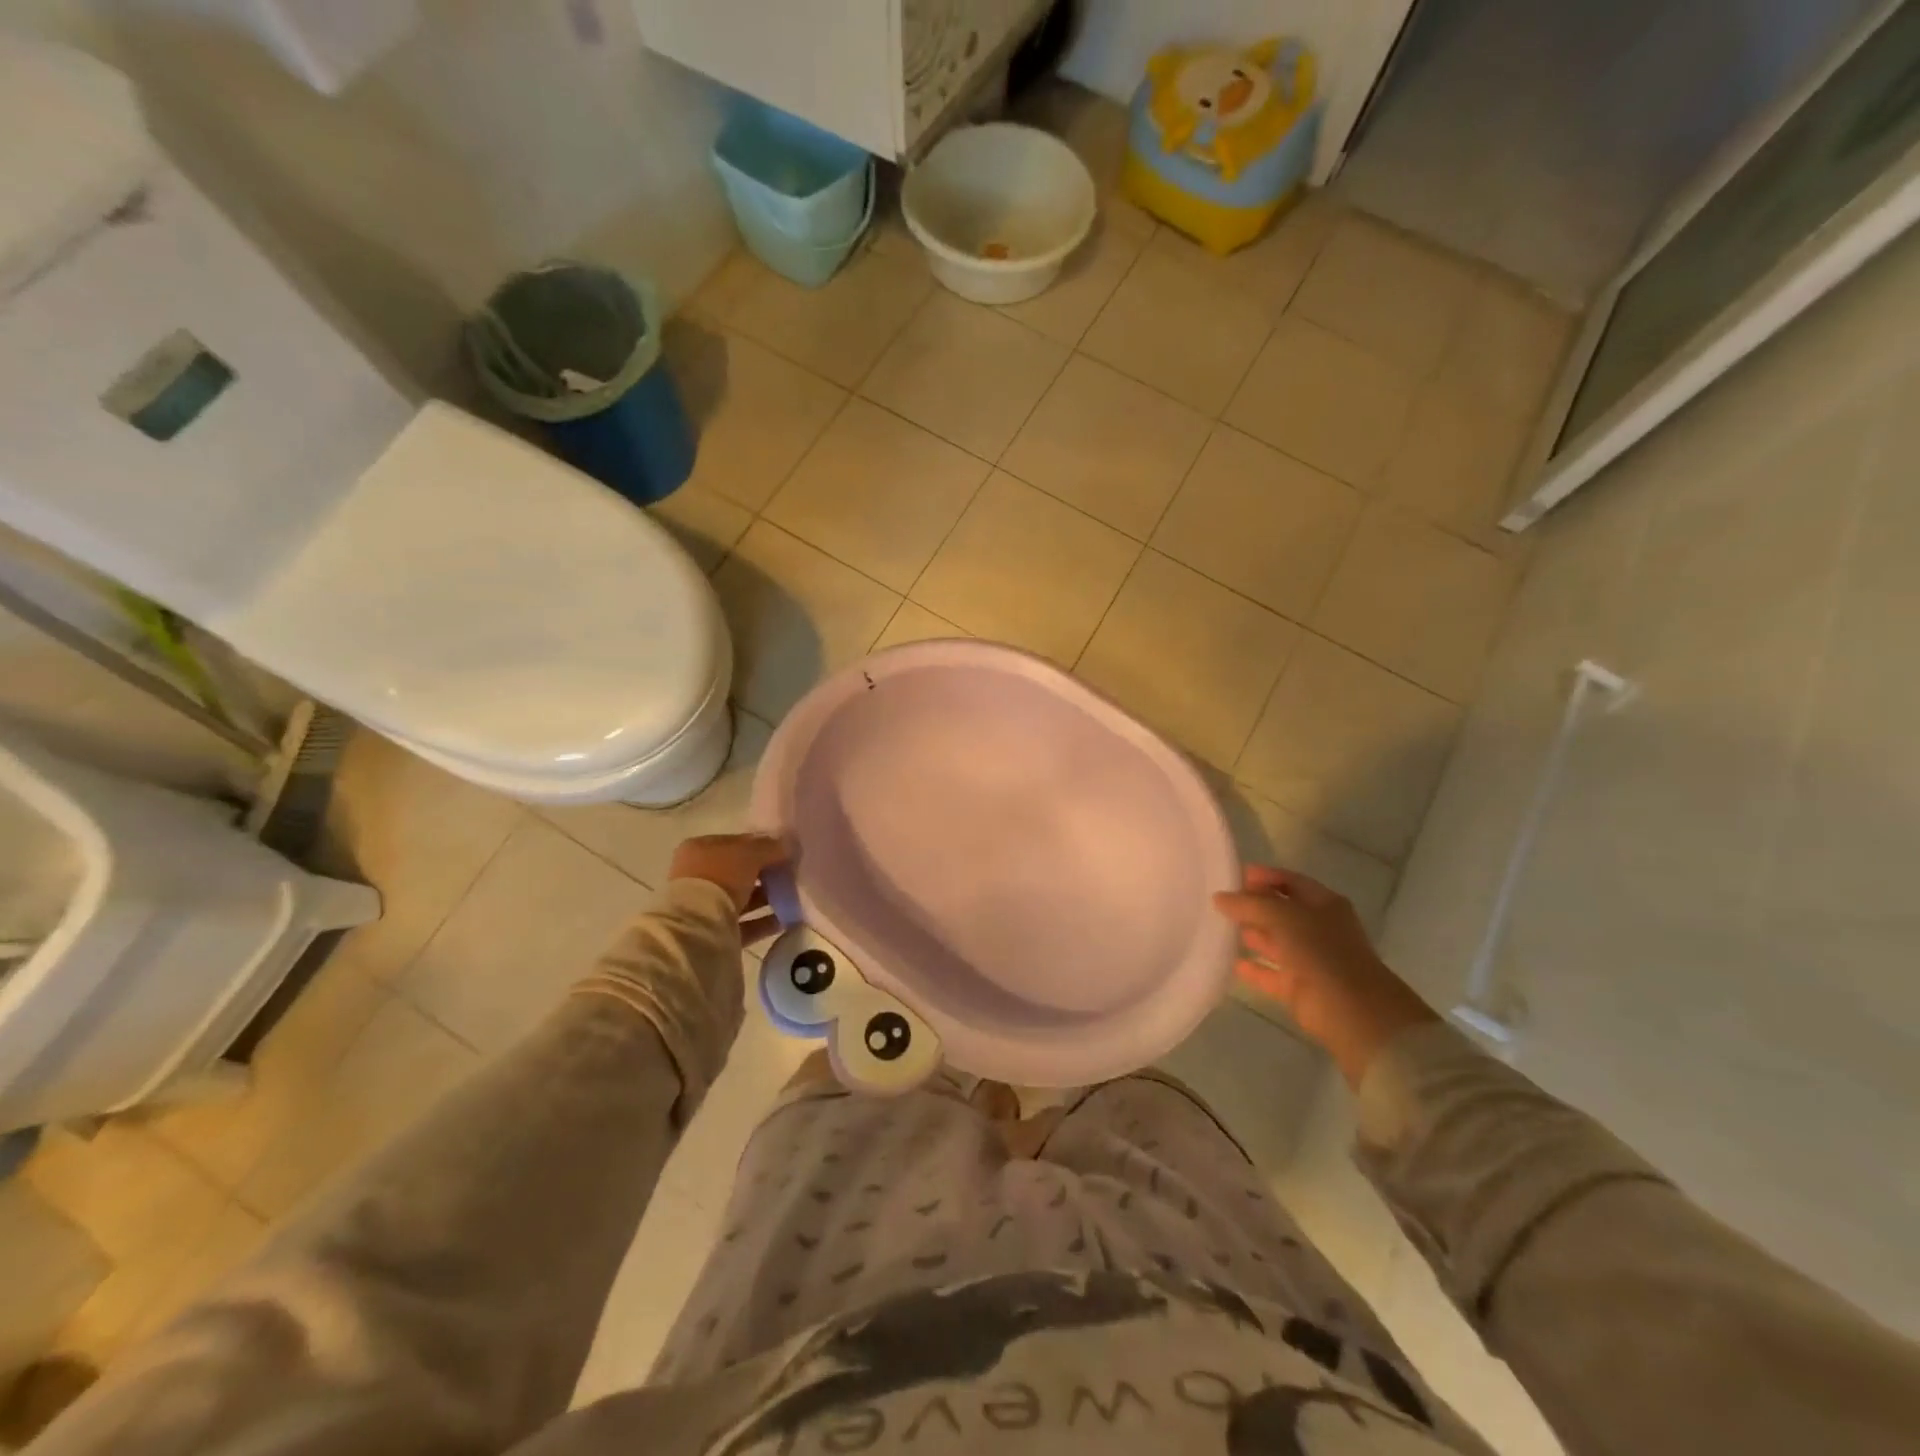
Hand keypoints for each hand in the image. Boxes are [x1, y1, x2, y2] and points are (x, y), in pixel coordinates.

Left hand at [668, 834, 788, 944]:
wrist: (698, 927)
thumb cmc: (720, 878)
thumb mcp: (750, 853)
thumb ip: (771, 847)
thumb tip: (788, 846)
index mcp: (699, 850)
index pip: (736, 843)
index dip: (761, 846)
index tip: (785, 852)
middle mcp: (698, 876)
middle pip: (739, 872)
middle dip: (765, 874)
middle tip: (791, 875)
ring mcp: (704, 906)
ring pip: (742, 898)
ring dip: (766, 898)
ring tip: (793, 897)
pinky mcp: (714, 932)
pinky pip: (745, 924)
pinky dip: (765, 922)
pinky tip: (787, 919)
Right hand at [1213, 866, 1436, 1088]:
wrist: (1353, 1012)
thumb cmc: (1322, 952)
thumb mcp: (1283, 917)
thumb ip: (1250, 904)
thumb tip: (1220, 897)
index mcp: (1324, 904)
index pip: (1290, 881)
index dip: (1264, 876)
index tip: (1233, 876)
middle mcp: (1318, 928)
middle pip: (1281, 911)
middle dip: (1253, 905)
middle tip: (1219, 902)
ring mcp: (1310, 959)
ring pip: (1275, 941)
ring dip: (1251, 934)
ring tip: (1218, 927)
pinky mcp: (1300, 988)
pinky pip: (1271, 973)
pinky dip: (1254, 968)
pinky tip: (1232, 962)